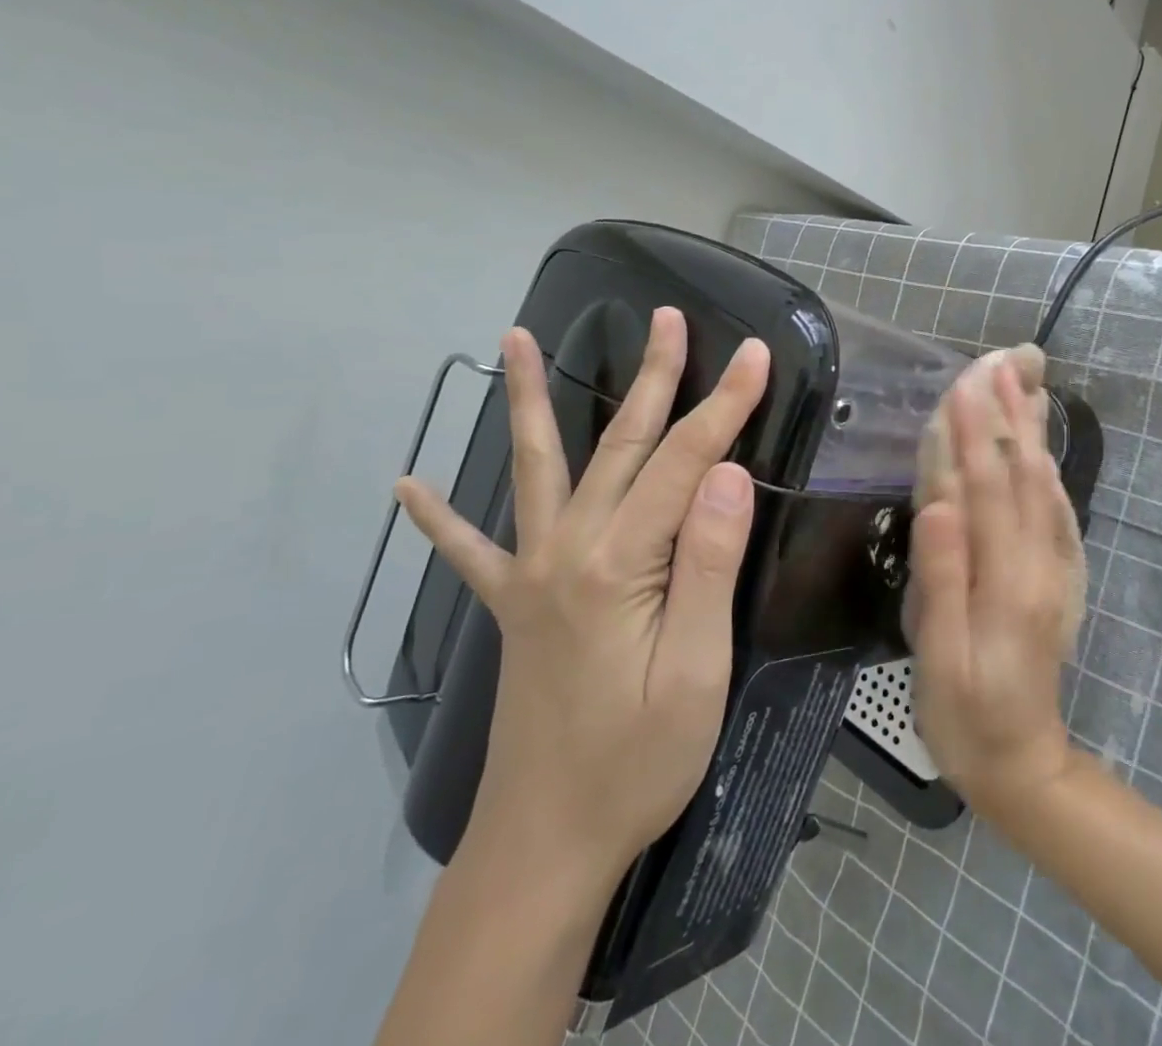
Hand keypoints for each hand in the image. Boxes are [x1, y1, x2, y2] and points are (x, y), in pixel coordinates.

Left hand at [395, 310, 770, 882]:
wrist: (546, 845)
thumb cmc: (636, 762)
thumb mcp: (695, 672)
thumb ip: (707, 566)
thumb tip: (724, 473)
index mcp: (619, 564)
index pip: (684, 462)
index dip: (724, 403)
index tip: (753, 353)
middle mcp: (569, 550)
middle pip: (621, 444)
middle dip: (652, 376)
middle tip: (664, 317)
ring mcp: (532, 574)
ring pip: (539, 467)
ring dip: (529, 400)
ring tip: (514, 340)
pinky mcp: (514, 606)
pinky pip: (471, 551)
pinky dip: (442, 518)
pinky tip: (408, 488)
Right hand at [905, 361, 1079, 824]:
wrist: (1025, 766)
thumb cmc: (965, 716)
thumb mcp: (939, 661)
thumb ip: (941, 581)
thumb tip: (937, 506)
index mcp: (1005, 580)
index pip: (984, 489)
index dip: (974, 431)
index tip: (965, 379)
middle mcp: (1038, 563)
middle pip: (1020, 475)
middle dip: (1008, 412)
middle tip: (1001, 359)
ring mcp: (1055, 568)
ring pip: (1042, 485)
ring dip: (1030, 429)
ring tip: (1023, 382)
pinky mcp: (1059, 576)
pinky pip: (1056, 511)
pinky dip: (1047, 468)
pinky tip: (1041, 445)